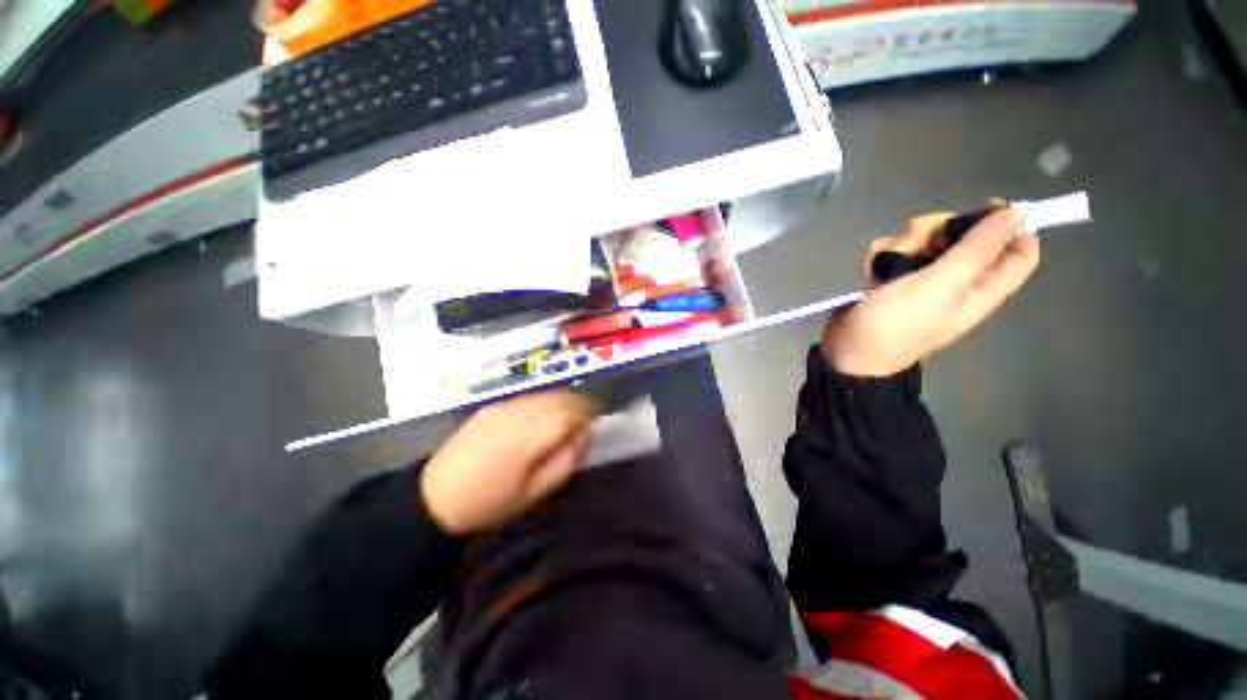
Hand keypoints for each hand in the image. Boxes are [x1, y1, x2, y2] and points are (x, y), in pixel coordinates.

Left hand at [420, 390, 593, 534]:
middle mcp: (520, 412)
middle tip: (584, 423)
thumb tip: (584, 434)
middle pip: (562, 396)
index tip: (595, 425)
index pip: (573, 411)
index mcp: (531, 435)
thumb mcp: (536, 493)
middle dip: (580, 405)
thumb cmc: (491, 502)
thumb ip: (566, 460)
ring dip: (563, 402)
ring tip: (565, 421)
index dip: (590, 414)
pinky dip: (544, 403)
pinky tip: (539, 420)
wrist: (435, 497)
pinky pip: (529, 397)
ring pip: (546, 393)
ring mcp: (504, 405)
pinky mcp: (493, 405)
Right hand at [822, 207, 1039, 376]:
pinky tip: (872, 267)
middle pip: (967, 237)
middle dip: (940, 230)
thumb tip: (1019, 213)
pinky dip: (885, 254)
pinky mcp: (896, 279)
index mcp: (981, 288)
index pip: (1019, 251)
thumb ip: (977, 250)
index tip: (984, 208)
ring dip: (905, 242)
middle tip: (916, 238)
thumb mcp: (938, 287)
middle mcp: (958, 281)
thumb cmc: (894, 324)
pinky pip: (899, 252)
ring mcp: (925, 280)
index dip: (1009, 226)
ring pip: (928, 241)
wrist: (847, 350)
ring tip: (884, 260)